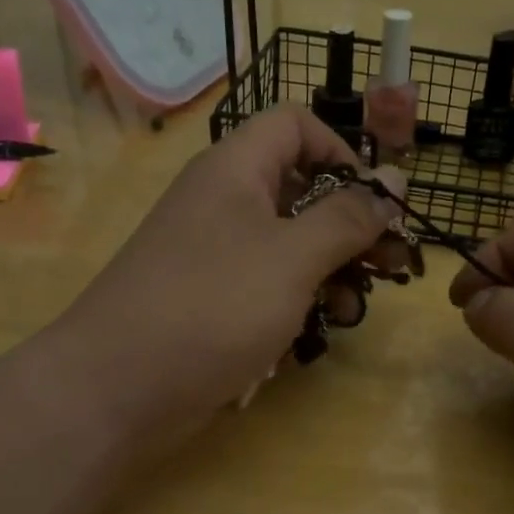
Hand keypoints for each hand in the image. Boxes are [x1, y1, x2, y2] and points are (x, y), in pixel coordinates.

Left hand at [57, 107, 401, 446]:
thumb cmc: (214, 306)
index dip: (342, 151)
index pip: (295, 125)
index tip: (375, 202)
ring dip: (327, 274)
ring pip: (286, 247)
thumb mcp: (293, 257)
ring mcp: (213, 256)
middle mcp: (222, 204)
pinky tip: (308, 339)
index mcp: (236, 170)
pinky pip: (264, 289)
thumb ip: (348, 217)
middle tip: (389, 267)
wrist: (118, 388)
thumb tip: (396, 177)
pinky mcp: (210, 303)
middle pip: (299, 191)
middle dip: (348, 227)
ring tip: (350, 310)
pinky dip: (292, 307)